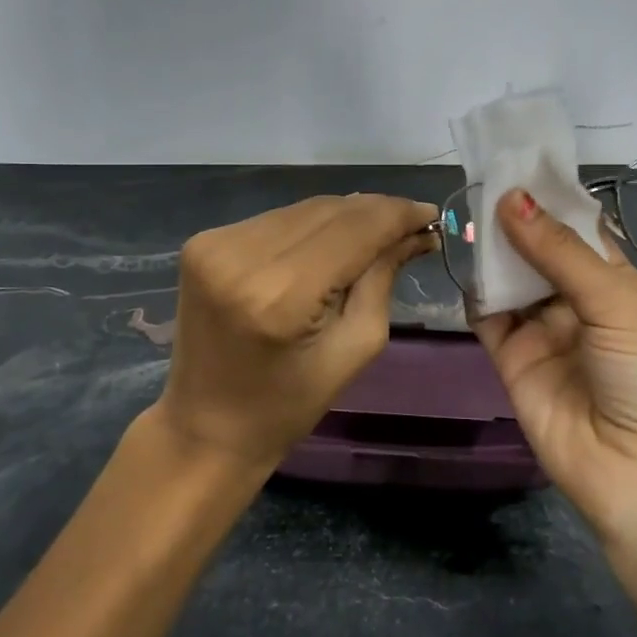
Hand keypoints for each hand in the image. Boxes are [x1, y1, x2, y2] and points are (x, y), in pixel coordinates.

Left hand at [157, 193, 438, 470]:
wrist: (206, 427)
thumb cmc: (289, 405)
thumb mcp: (355, 348)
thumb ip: (383, 278)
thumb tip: (414, 231)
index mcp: (281, 296)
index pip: (355, 230)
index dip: (398, 214)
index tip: (432, 213)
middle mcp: (242, 256)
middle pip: (329, 211)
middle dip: (376, 212)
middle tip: (412, 224)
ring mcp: (216, 244)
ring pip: (304, 209)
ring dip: (345, 216)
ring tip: (375, 233)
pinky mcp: (204, 241)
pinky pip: (277, 219)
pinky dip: (310, 226)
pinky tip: (329, 243)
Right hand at [472, 188, 636, 542]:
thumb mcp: (614, 302)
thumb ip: (559, 252)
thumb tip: (510, 198)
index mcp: (611, 281)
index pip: (575, 228)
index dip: (548, 198)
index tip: (515, 162)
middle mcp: (574, 300)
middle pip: (536, 249)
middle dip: (513, 220)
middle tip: (480, 183)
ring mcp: (540, 329)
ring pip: (509, 278)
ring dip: (491, 251)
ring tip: (465, 216)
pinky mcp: (511, 358)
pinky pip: (487, 317)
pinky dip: (474, 292)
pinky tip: (463, 266)